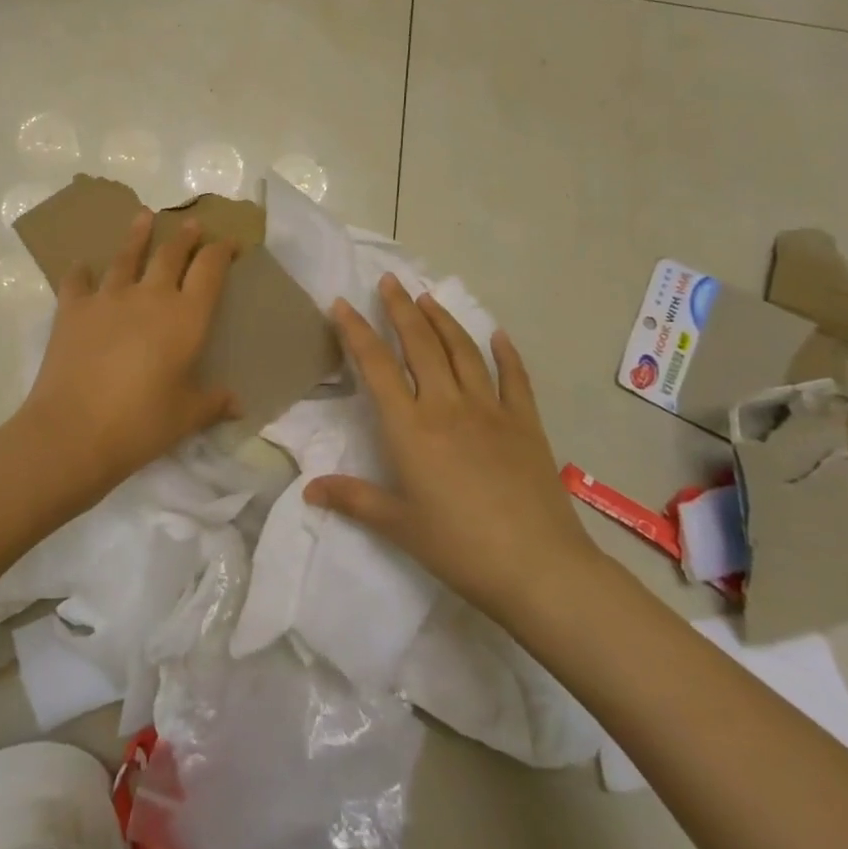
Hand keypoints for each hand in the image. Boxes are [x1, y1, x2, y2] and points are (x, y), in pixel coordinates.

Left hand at [15, 211, 239, 509]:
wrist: (74, 431)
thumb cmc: (140, 424)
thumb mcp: (186, 417)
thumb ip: (213, 403)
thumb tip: (238, 404)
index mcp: (186, 318)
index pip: (210, 270)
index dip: (222, 252)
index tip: (230, 243)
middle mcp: (150, 297)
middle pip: (171, 255)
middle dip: (185, 237)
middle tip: (191, 223)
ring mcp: (108, 298)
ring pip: (126, 257)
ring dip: (137, 235)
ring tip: (143, 216)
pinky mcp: (73, 309)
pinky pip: (78, 281)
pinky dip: (81, 272)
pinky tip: (82, 267)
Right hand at [304, 274, 602, 623]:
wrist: (538, 567)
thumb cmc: (459, 547)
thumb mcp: (398, 525)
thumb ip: (353, 499)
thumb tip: (309, 491)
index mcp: (410, 427)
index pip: (376, 366)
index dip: (355, 331)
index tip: (341, 304)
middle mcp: (447, 405)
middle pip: (419, 344)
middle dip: (400, 308)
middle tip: (388, 280)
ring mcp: (490, 409)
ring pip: (462, 351)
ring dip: (443, 320)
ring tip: (428, 296)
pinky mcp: (525, 423)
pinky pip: (514, 378)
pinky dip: (505, 353)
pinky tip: (497, 335)